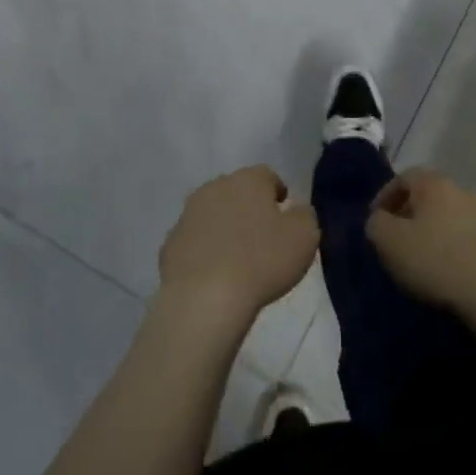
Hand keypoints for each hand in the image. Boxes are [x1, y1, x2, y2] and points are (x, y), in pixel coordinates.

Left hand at [158, 166, 318, 326]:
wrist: (204, 298)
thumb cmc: (262, 261)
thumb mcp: (305, 237)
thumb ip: (305, 215)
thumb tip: (296, 211)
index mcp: (248, 180)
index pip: (268, 176)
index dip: (279, 196)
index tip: (286, 221)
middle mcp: (215, 187)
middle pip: (237, 192)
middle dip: (250, 209)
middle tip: (263, 239)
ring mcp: (188, 214)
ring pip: (213, 214)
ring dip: (225, 228)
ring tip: (239, 260)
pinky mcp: (170, 243)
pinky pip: (195, 241)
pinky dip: (205, 251)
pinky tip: (215, 275)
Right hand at [365, 168, 475, 329]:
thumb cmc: (438, 262)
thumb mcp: (389, 243)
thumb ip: (376, 224)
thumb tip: (379, 220)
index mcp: (435, 184)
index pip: (404, 177)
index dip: (386, 196)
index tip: (376, 220)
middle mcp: (464, 190)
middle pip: (431, 195)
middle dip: (412, 214)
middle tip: (399, 239)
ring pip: (454, 216)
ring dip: (438, 231)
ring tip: (428, 258)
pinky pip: (474, 237)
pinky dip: (460, 247)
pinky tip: (455, 270)